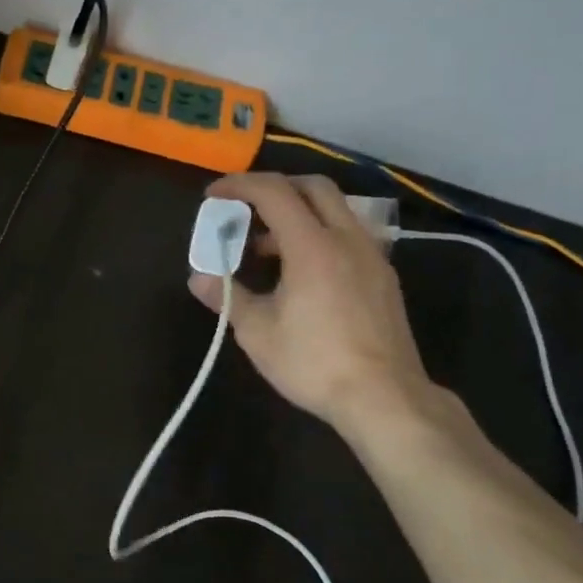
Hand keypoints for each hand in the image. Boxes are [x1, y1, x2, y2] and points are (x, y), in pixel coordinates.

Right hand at [187, 172, 434, 433]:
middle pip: (313, 188)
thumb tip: (198, 278)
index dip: (239, 186)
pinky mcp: (383, 277)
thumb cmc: (313, 362)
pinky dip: (319, 234)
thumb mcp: (257, 332)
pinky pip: (349, 235)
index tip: (213, 195)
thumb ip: (227, 297)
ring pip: (335, 210)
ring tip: (266, 247)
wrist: (383, 396)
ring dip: (298, 213)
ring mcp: (371, 256)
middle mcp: (347, 239)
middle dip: (274, 187)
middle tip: (244, 208)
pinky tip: (301, 271)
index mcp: (312, 246)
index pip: (274, 193)